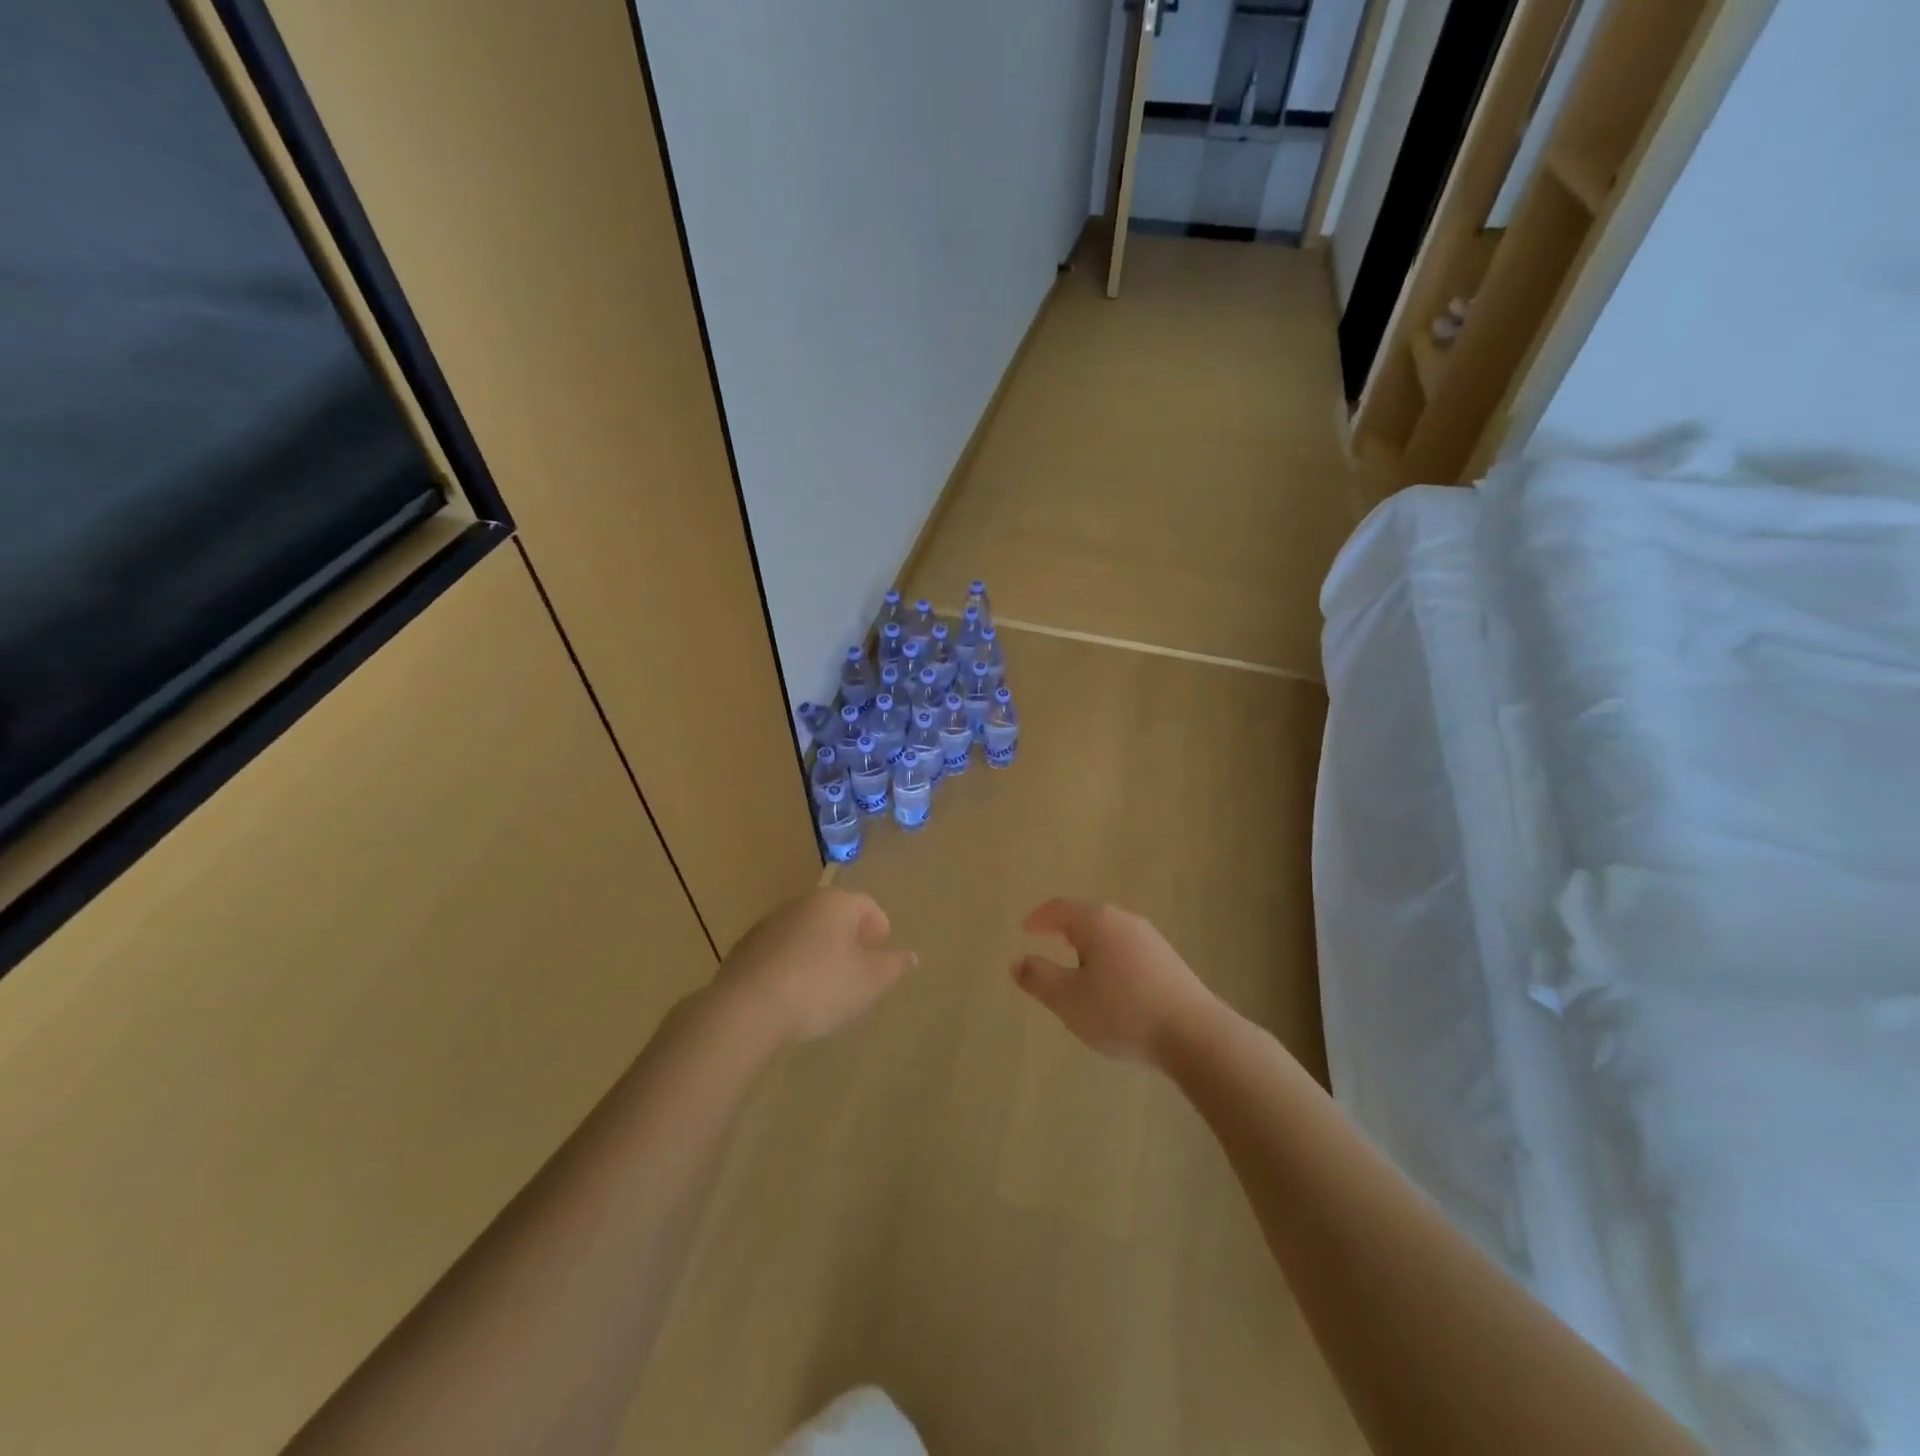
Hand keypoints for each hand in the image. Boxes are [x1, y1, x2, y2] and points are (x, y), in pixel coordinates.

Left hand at [715, 888, 916, 1043]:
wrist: (747, 1008)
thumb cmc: (820, 987)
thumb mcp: (869, 981)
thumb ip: (893, 966)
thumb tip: (911, 956)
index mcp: (835, 904)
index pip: (866, 905)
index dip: (879, 926)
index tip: (881, 950)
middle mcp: (801, 904)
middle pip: (834, 915)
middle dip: (849, 937)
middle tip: (857, 967)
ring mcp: (769, 924)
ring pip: (805, 932)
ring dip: (819, 950)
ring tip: (825, 984)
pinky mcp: (745, 948)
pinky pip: (780, 951)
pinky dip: (792, 964)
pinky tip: (793, 993)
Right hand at [1011, 899, 1219, 1066]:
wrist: (1194, 1035)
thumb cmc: (1122, 1011)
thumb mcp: (1068, 1000)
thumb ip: (1039, 978)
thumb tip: (1018, 961)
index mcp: (1097, 921)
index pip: (1061, 908)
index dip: (1040, 918)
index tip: (1026, 930)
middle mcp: (1125, 921)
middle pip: (1087, 917)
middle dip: (1065, 931)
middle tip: (1049, 947)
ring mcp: (1151, 940)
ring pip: (1110, 935)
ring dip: (1089, 948)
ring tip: (1078, 973)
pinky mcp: (1169, 961)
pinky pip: (1128, 951)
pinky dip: (1110, 961)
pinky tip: (1111, 989)